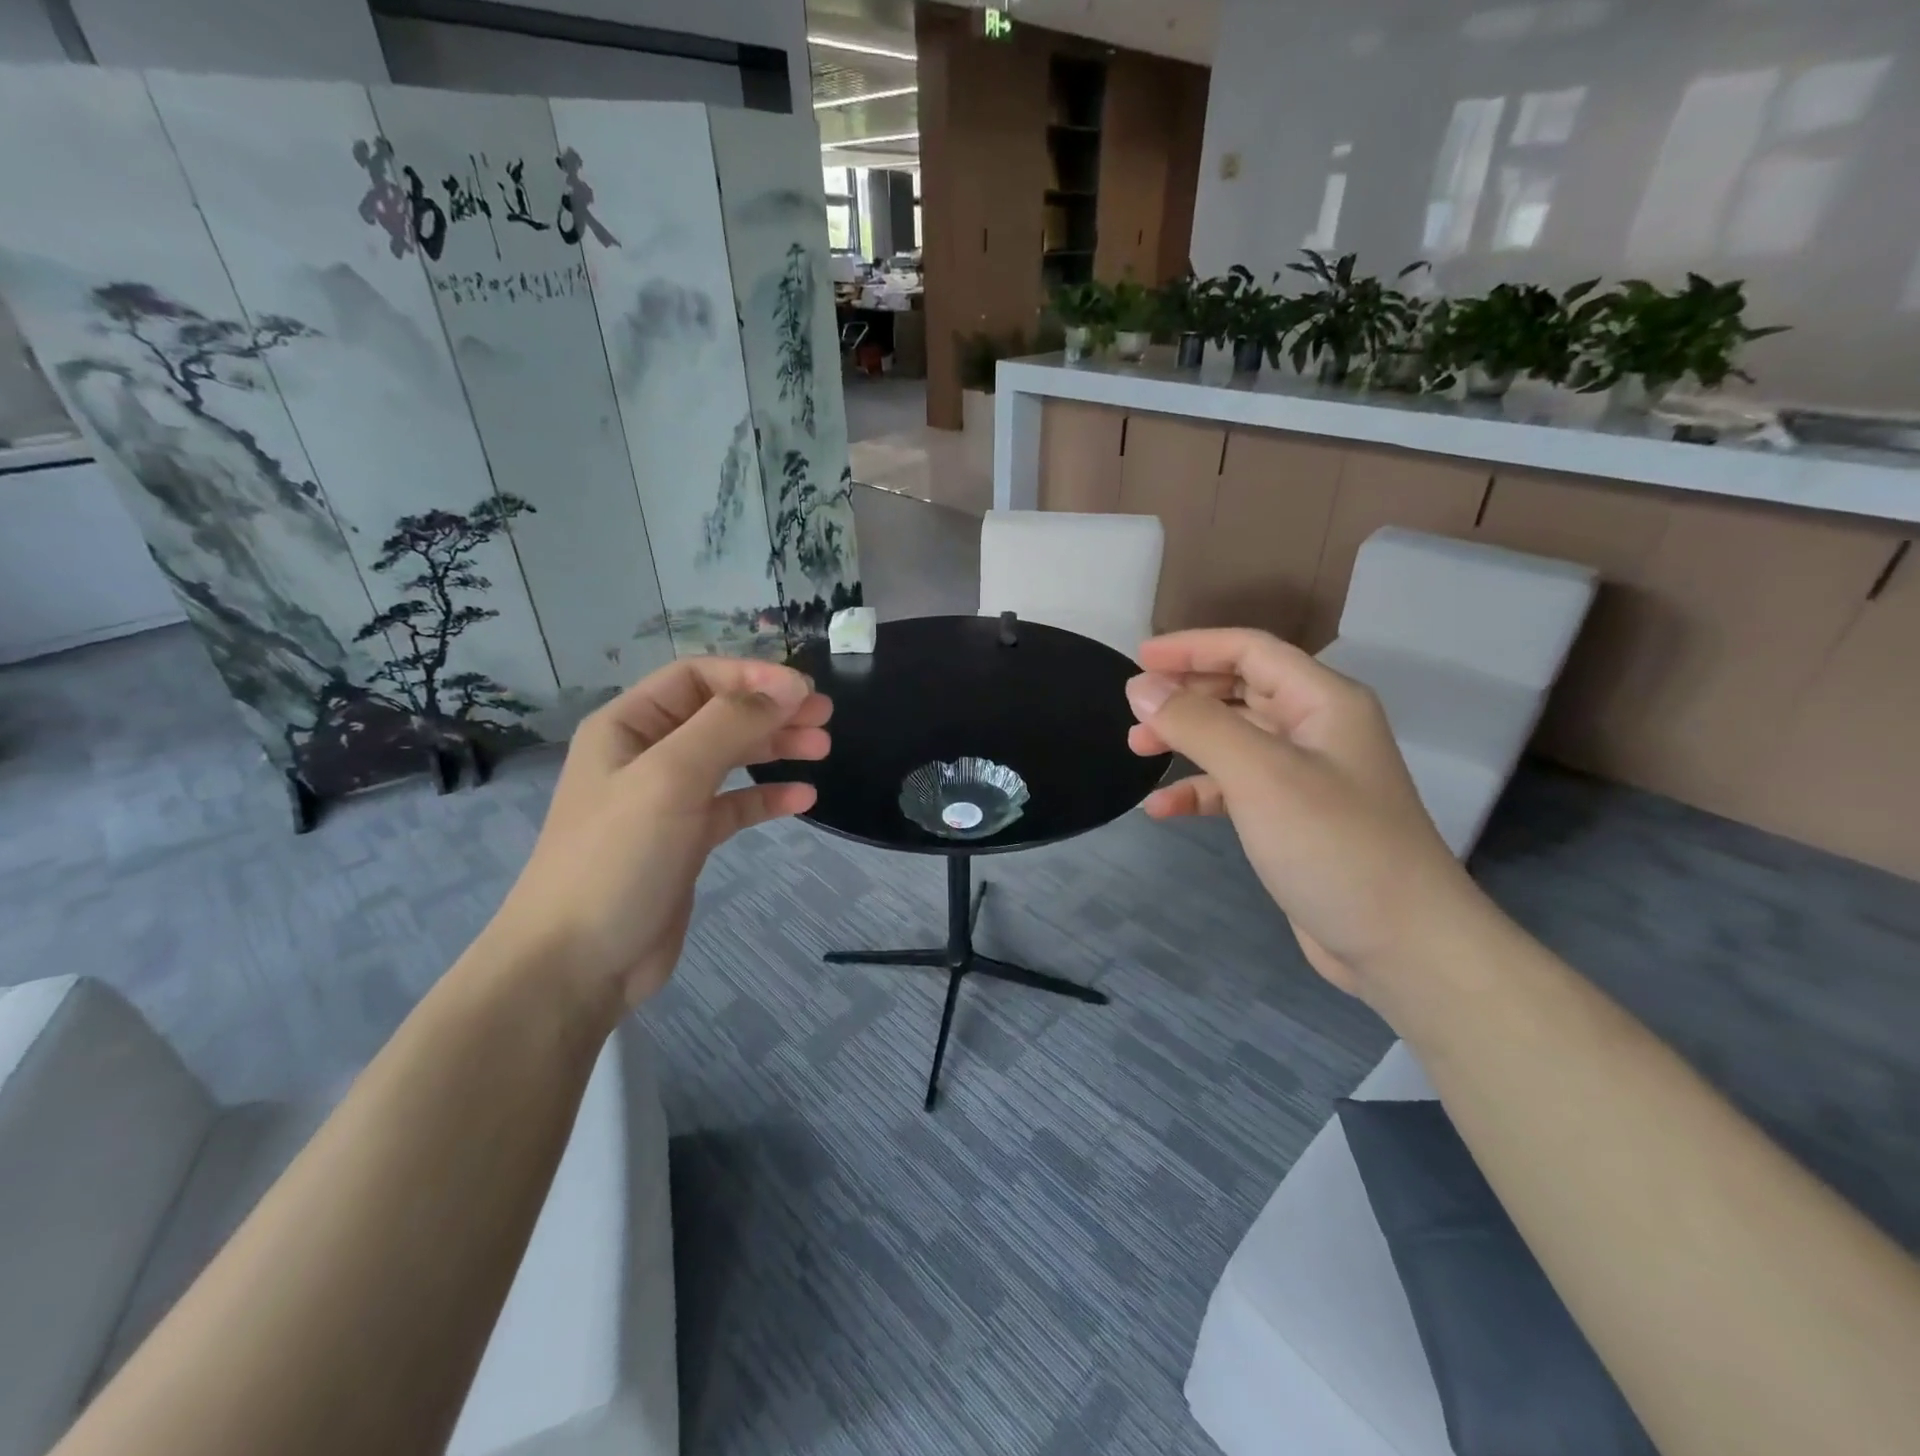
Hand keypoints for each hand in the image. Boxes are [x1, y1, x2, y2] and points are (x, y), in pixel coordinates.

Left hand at [486, 657, 830, 1009]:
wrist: (578, 963)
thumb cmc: (618, 857)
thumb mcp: (672, 777)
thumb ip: (730, 724)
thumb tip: (789, 687)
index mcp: (628, 726)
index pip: (696, 677)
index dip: (752, 676)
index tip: (804, 690)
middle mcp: (647, 754)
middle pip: (719, 714)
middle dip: (772, 710)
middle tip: (824, 717)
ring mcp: (667, 800)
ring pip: (731, 758)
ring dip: (775, 748)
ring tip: (822, 750)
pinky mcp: (686, 841)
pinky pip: (734, 806)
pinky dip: (767, 798)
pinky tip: (803, 799)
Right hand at [1125, 629, 1478, 996]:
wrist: (1401, 945)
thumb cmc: (1334, 845)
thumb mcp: (1260, 774)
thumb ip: (1198, 724)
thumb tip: (1141, 687)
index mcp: (1323, 701)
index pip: (1250, 651)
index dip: (1193, 647)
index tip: (1139, 657)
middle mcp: (1316, 729)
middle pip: (1240, 689)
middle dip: (1185, 695)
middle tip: (1133, 711)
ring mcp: (1306, 776)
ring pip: (1234, 739)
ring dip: (1186, 740)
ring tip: (1138, 751)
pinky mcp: (1293, 819)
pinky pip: (1236, 788)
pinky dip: (1199, 790)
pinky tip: (1163, 808)